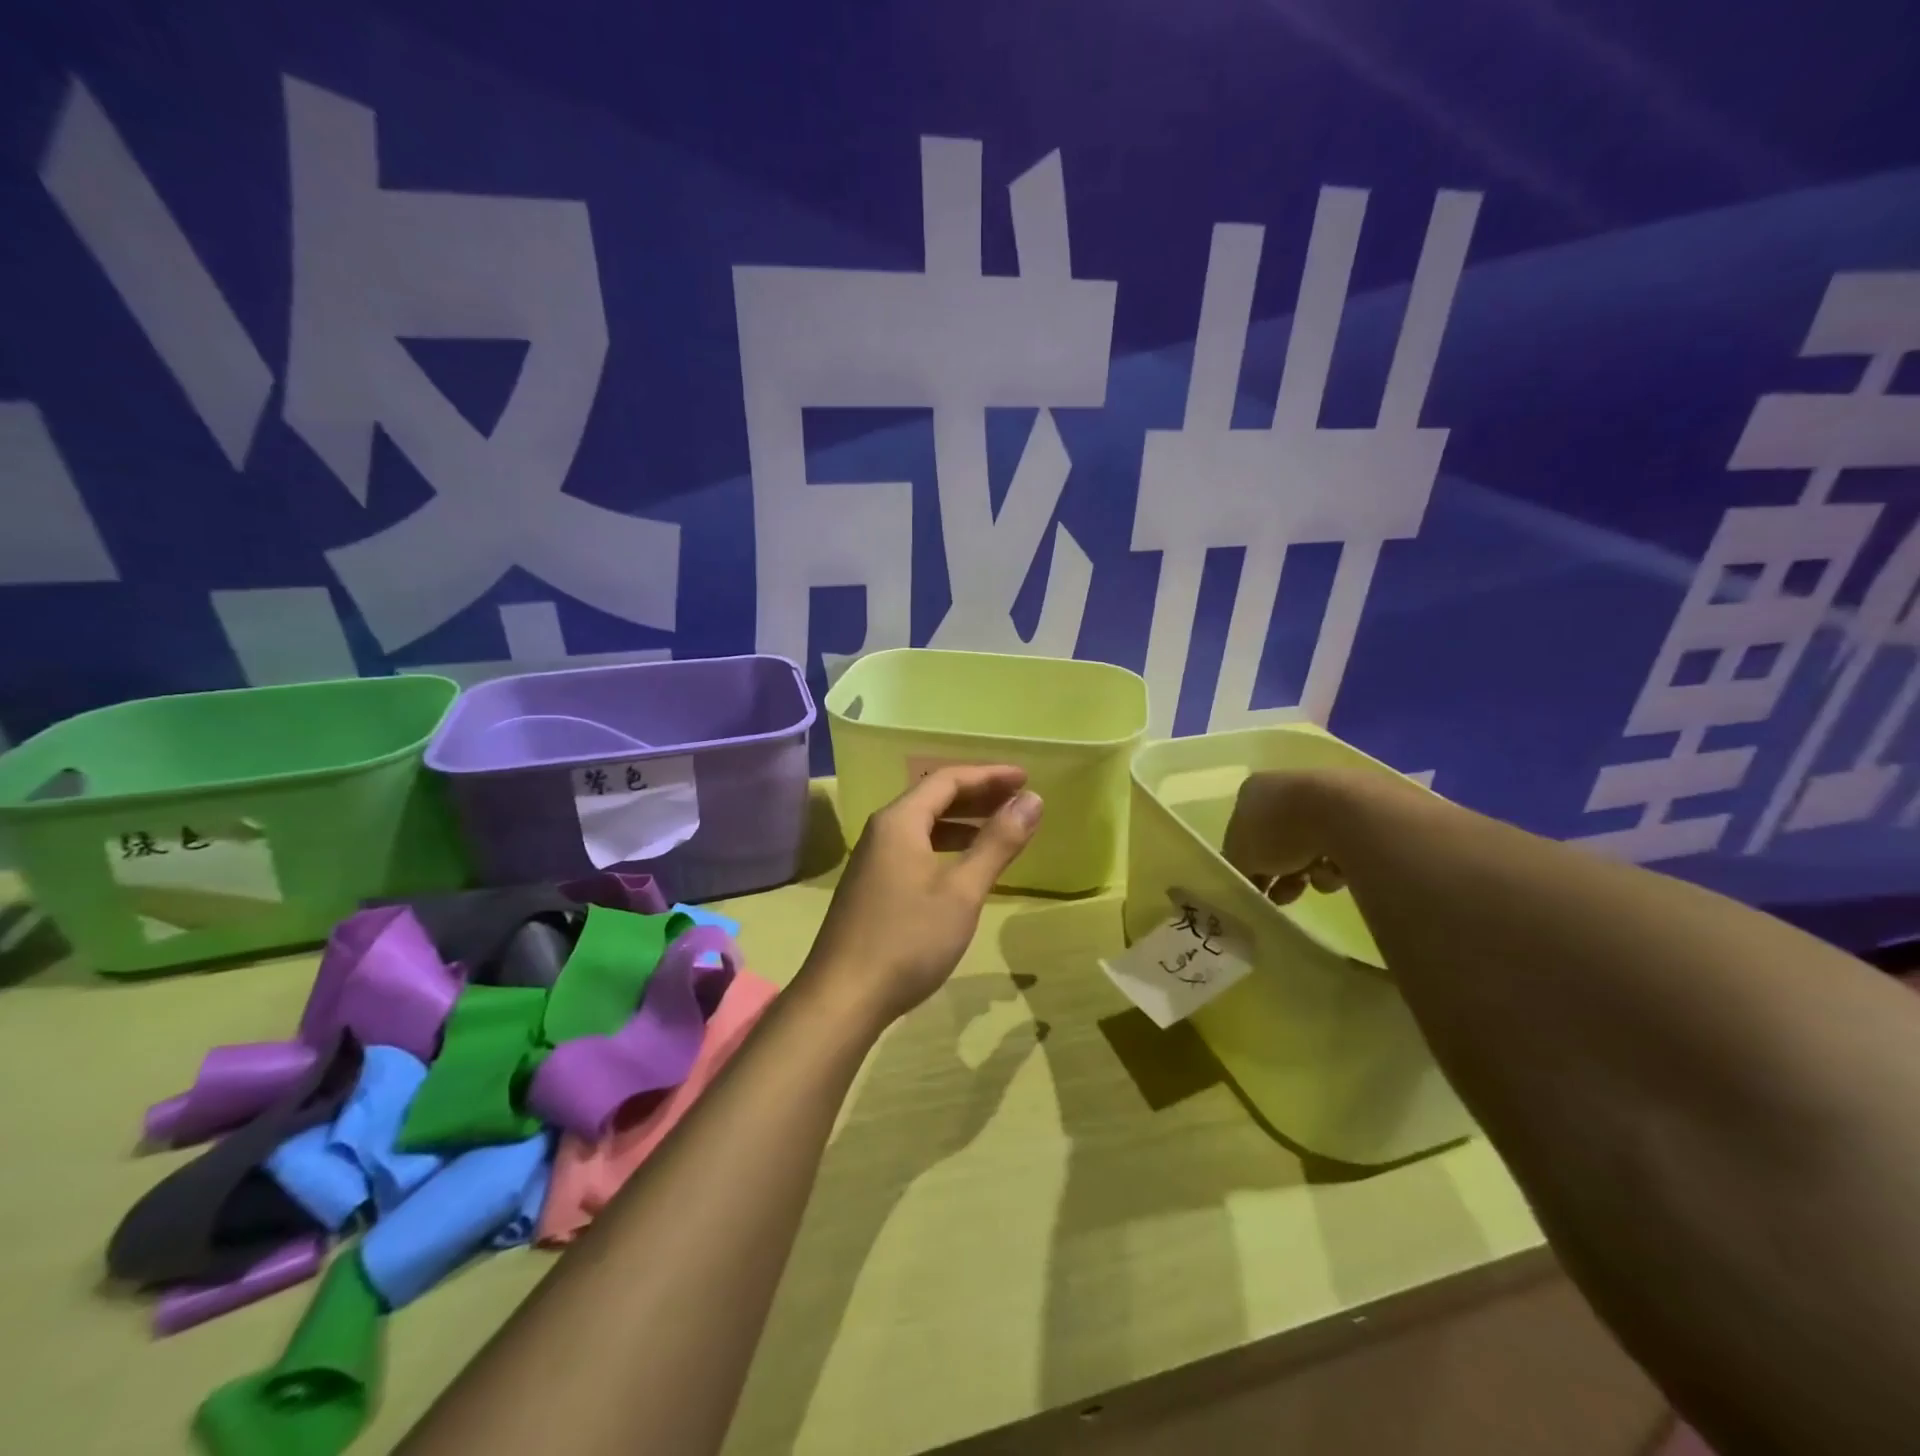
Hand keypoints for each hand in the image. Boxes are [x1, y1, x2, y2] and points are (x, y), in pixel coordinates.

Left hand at [802, 765, 1043, 1026]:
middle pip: (933, 798)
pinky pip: (914, 848)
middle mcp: (882, 831)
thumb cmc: (908, 940)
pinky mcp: (872, 886)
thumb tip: (1033, 799)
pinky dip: (945, 846)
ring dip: (962, 822)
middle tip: (1019, 799)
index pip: (948, 779)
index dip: (989, 775)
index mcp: (899, 821)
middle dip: (978, 795)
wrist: (843, 998)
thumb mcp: (962, 891)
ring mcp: (872, 860)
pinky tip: (963, 866)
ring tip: (1000, 829)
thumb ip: (998, 843)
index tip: (1026, 778)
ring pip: (923, 825)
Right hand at [1221, 770, 1349, 906]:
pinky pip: (1339, 849)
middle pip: (1277, 840)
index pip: (1243, 830)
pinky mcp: (1359, 815)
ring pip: (1309, 847)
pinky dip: (1335, 866)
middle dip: (1278, 873)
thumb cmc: (1280, 829)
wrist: (1345, 815)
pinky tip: (1336, 871)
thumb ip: (1238, 868)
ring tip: (1312, 884)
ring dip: (1307, 872)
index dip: (1246, 862)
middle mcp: (1287, 788)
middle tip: (1279, 897)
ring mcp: (1325, 799)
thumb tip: (1244, 880)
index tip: (1253, 887)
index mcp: (1255, 791)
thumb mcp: (1242, 856)